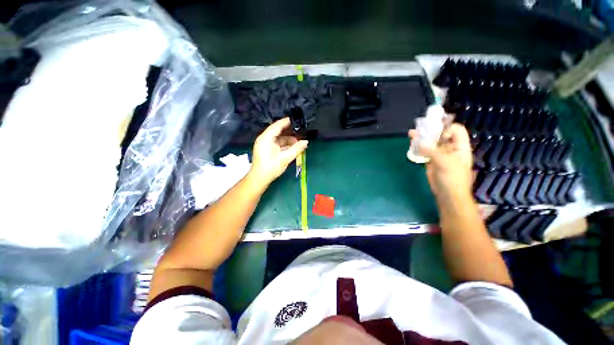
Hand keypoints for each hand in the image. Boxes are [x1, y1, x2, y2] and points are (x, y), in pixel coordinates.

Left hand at [249, 118, 308, 185]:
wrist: (259, 179)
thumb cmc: (271, 167)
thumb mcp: (285, 158)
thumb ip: (296, 149)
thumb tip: (306, 142)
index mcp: (266, 138)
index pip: (277, 125)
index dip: (287, 122)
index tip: (296, 119)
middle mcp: (264, 139)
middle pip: (278, 131)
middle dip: (289, 132)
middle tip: (300, 131)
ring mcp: (265, 144)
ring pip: (278, 138)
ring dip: (288, 140)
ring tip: (299, 142)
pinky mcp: (267, 150)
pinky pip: (277, 144)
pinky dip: (284, 145)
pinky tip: (292, 147)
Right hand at [409, 123, 472, 199]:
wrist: (448, 195)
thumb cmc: (452, 179)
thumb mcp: (445, 163)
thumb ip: (433, 151)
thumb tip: (419, 142)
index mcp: (460, 147)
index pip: (456, 130)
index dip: (447, 129)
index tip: (435, 133)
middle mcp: (450, 148)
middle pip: (441, 135)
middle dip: (430, 131)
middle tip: (419, 129)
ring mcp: (440, 154)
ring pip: (431, 143)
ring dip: (422, 138)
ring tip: (411, 134)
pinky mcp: (431, 160)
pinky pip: (424, 151)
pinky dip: (418, 147)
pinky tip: (412, 143)